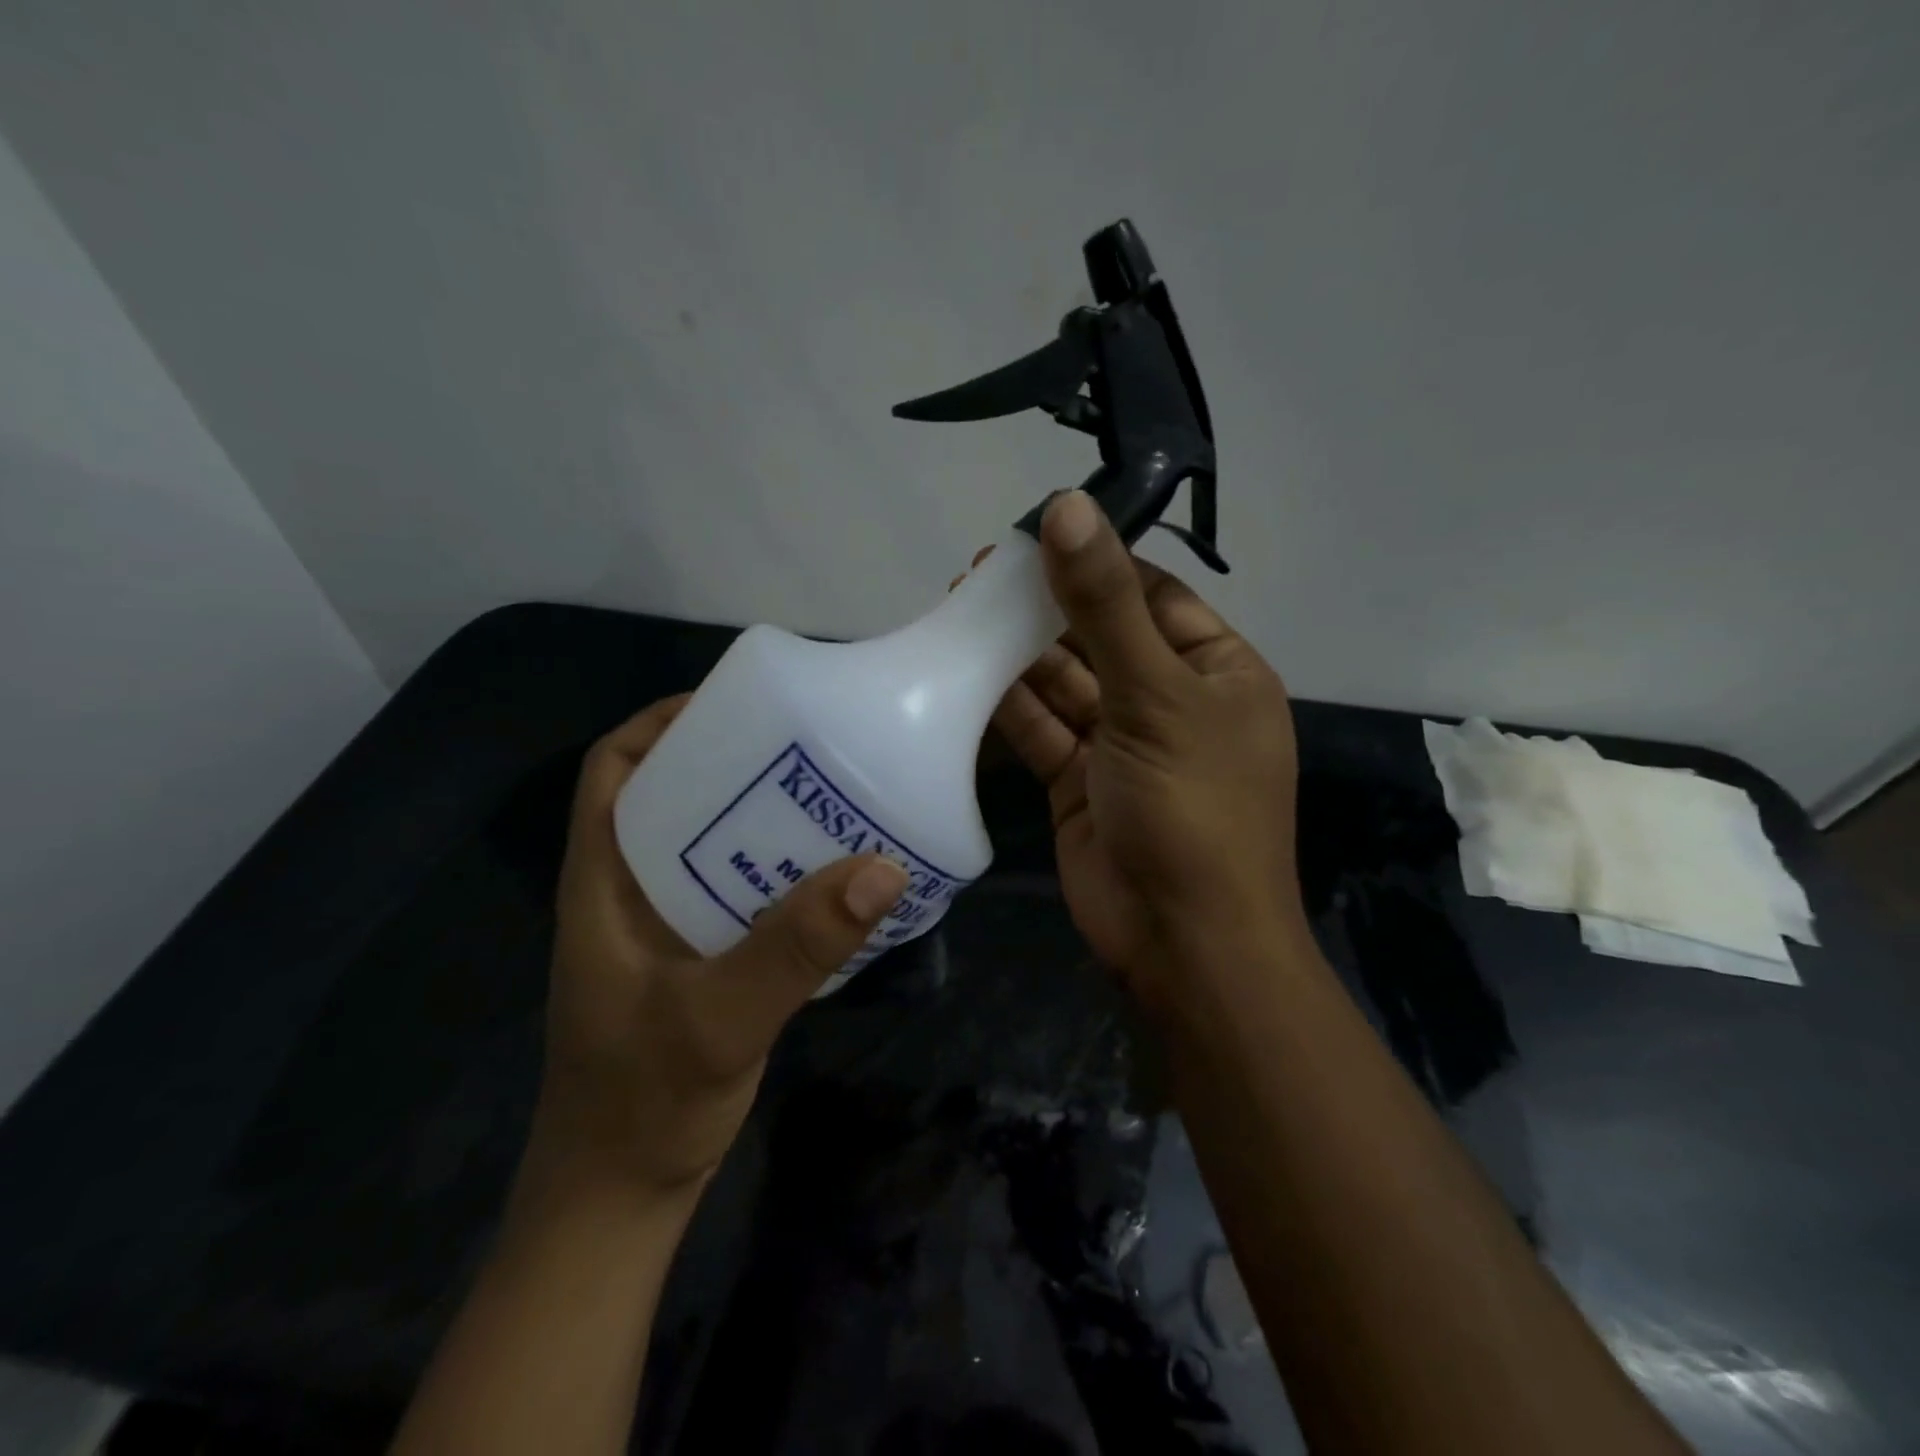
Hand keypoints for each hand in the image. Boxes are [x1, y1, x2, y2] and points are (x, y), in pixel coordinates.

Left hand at [529, 696, 908, 1195]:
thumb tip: (880, 868)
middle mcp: (631, 889)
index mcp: (604, 881)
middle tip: (807, 742)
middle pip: (673, 794)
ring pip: (711, 842)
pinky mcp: (702, 957)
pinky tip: (833, 874)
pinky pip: (741, 890)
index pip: (614, 770)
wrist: (621, 1197)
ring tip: (830, 792)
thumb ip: (794, 947)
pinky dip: (780, 870)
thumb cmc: (640, 1103)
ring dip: (762, 815)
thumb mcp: (718, 1019)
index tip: (735, 704)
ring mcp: (667, 926)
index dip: (662, 724)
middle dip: (730, 759)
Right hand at [987, 491, 1305, 1013]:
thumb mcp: (1154, 695)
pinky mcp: (1079, 784)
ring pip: (1065, 684)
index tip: (1033, 533)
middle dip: (1045, 606)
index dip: (1096, 562)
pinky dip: (1008, 704)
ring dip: (1018, 652)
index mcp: (1217, 672)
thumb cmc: (1191, 808)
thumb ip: (1105, 604)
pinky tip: (964, 672)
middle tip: (980, 572)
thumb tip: (1067, 506)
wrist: (1180, 942)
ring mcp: (1122, 746)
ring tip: (961, 609)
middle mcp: (1171, 702)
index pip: (1153, 595)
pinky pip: (1042, 730)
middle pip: (1101, 636)